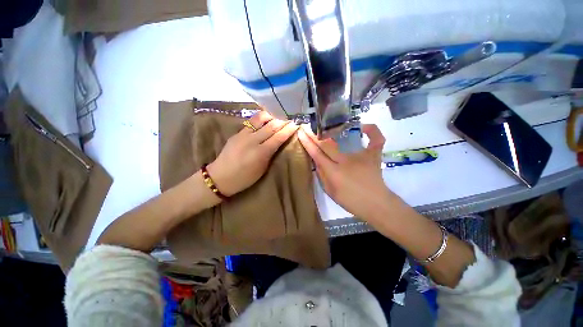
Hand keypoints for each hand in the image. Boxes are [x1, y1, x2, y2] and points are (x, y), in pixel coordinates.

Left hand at [207, 112, 298, 196]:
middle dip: (282, 122)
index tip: (296, 125)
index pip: (278, 137)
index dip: (288, 130)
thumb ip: (270, 153)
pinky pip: (251, 122)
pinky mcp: (237, 133)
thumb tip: (278, 142)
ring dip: (271, 117)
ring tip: (276, 119)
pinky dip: (260, 120)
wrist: (220, 177)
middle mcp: (252, 140)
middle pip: (271, 126)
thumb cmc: (245, 178)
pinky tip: (264, 122)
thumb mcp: (262, 169)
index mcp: (261, 153)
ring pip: (260, 118)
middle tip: (289, 121)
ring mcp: (243, 134)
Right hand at [297, 124, 392, 220]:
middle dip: (315, 135)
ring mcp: (361, 156)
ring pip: (344, 139)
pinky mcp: (374, 155)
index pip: (317, 154)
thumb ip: (322, 175)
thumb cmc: (351, 201)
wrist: (376, 205)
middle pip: (327, 144)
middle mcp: (346, 161)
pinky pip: (376, 139)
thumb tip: (316, 160)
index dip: (308, 142)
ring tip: (325, 125)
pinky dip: (372, 130)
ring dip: (332, 131)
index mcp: (334, 172)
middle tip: (308, 127)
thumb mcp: (330, 192)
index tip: (301, 132)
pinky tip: (363, 126)